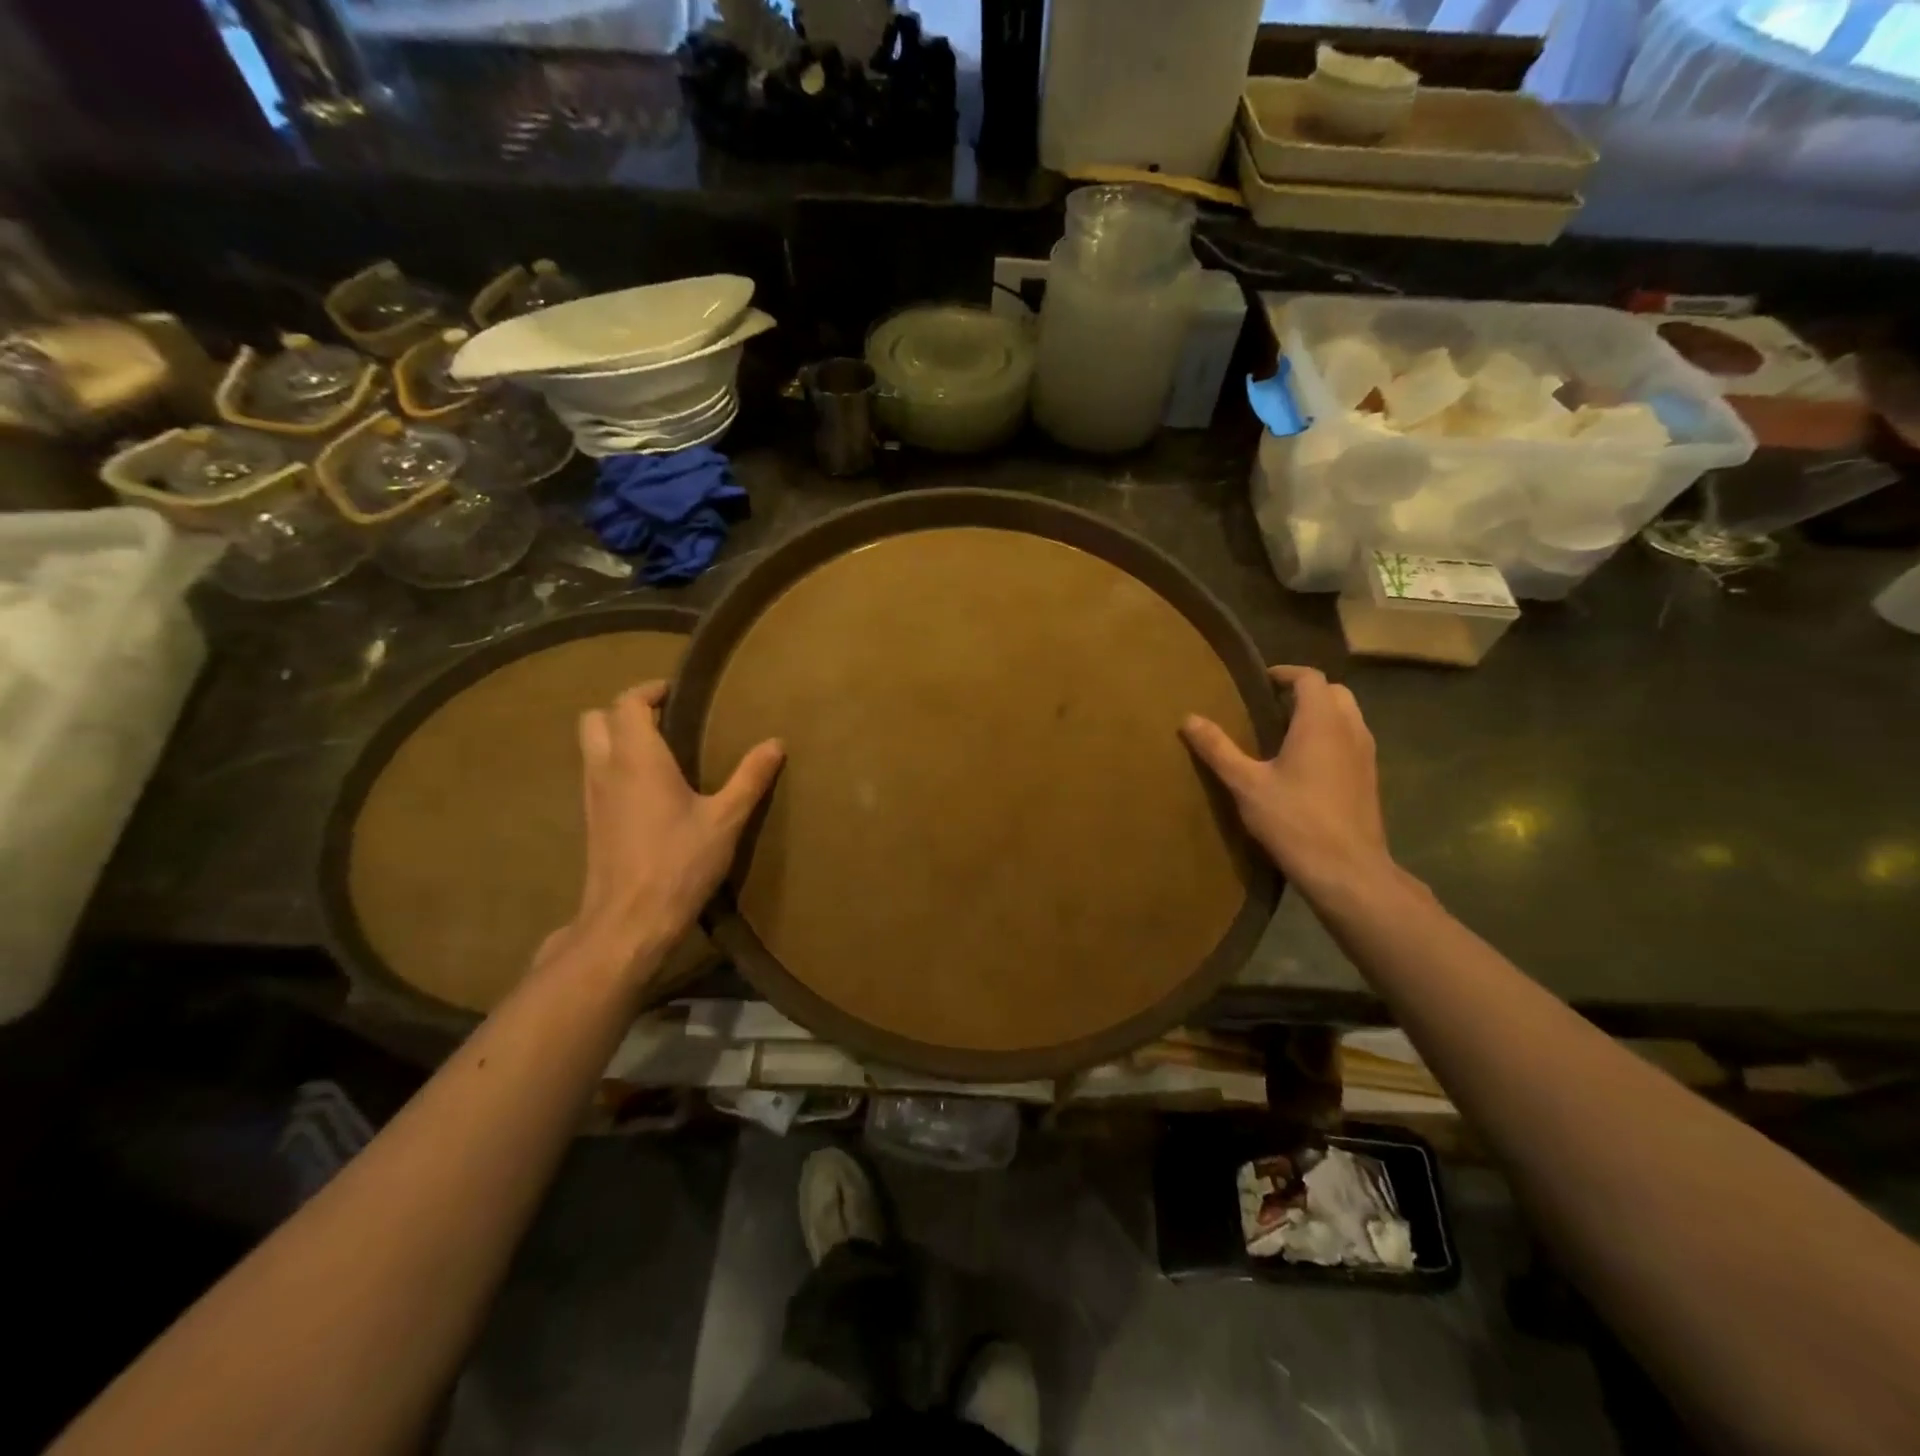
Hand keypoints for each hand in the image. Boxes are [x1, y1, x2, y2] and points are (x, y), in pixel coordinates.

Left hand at [557, 681, 783, 980]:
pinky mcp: (590, 821)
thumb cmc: (679, 863)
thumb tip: (776, 743)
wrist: (629, 921)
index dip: (649, 690)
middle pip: (595, 718)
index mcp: (637, 759)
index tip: (677, 694)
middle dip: (625, 710)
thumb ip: (750, 778)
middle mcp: (605, 769)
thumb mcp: (726, 820)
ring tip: (660, 751)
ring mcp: (591, 796)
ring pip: (590, 747)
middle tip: (664, 720)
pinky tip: (648, 790)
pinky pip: (595, 774)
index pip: (627, 703)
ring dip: (616, 737)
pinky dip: (614, 765)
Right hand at [1181, 665, 1396, 902]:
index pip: (1310, 678)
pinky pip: (1352, 741)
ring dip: (1321, 715)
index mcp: (1320, 722)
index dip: (1285, 674)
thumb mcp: (1245, 784)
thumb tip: (1189, 718)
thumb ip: (1218, 749)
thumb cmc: (1294, 820)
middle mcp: (1350, 729)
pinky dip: (1332, 738)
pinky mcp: (1370, 779)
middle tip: (1271, 707)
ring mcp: (1366, 755)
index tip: (1260, 682)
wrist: (1348, 870)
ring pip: (1347, 717)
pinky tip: (1306, 766)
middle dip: (1305, 692)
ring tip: (1285, 735)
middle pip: (1334, 693)